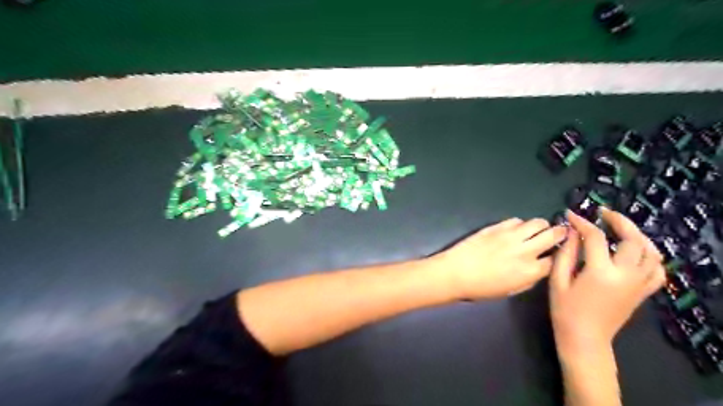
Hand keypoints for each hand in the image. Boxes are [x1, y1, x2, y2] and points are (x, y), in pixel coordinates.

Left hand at [432, 217, 566, 298]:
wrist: (456, 272)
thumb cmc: (481, 288)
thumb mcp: (511, 291)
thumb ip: (529, 279)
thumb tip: (539, 268)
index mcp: (530, 271)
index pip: (557, 259)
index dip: (558, 256)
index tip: (556, 254)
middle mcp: (525, 250)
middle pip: (553, 235)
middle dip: (560, 234)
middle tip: (558, 234)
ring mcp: (511, 236)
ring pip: (537, 222)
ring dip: (541, 226)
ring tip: (538, 230)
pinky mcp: (497, 227)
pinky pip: (516, 220)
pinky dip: (520, 224)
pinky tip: (515, 230)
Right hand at [552, 207, 662, 353]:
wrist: (585, 339)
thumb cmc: (565, 310)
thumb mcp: (558, 280)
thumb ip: (565, 253)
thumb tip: (571, 231)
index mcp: (600, 272)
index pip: (595, 237)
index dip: (582, 222)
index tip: (570, 214)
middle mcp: (625, 275)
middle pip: (632, 239)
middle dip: (618, 221)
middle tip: (603, 213)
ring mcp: (638, 284)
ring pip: (651, 252)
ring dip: (637, 235)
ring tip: (621, 228)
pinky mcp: (642, 292)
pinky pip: (657, 270)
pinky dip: (650, 256)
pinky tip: (636, 251)